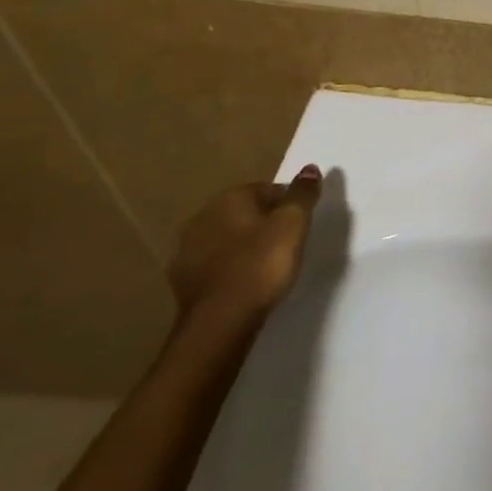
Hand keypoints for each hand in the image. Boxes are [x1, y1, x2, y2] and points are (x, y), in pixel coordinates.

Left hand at [169, 164, 322, 327]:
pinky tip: (244, 283)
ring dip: (244, 246)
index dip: (289, 206)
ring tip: (266, 266)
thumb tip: (310, 168)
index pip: (269, 189)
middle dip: (264, 224)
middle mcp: (202, 216)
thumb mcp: (294, 224)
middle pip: (246, 212)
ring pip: (227, 238)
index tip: (301, 228)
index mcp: (230, 198)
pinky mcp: (181, 280)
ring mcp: (186, 249)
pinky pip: (214, 263)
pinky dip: (229, 267)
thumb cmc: (262, 265)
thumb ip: (303, 194)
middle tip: (287, 246)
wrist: (219, 322)